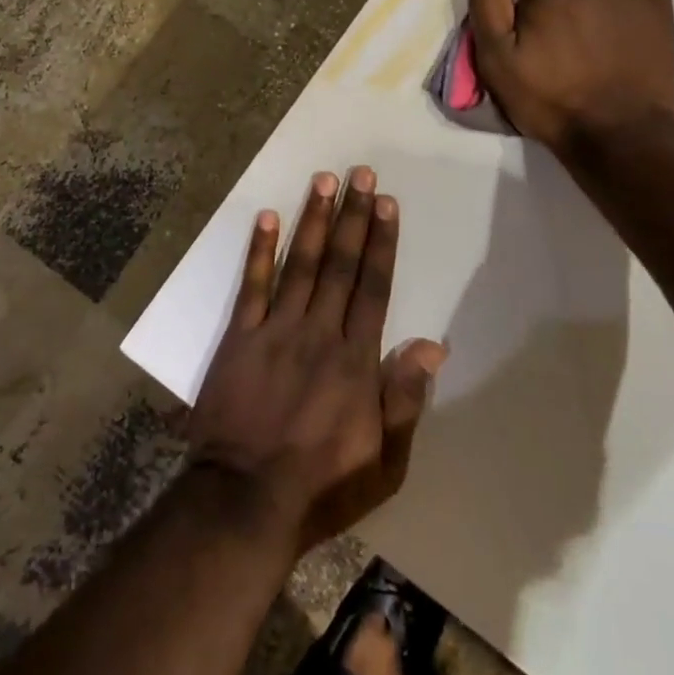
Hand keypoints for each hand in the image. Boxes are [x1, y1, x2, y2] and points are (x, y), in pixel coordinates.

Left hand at [188, 168, 447, 549]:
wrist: (244, 502)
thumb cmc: (322, 486)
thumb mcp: (384, 461)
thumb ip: (405, 398)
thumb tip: (433, 344)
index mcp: (356, 359)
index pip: (374, 287)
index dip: (382, 242)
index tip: (387, 203)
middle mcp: (319, 332)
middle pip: (341, 264)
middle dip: (353, 216)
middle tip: (361, 173)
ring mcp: (276, 330)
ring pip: (301, 264)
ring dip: (315, 220)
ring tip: (324, 180)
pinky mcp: (240, 337)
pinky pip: (251, 286)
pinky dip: (259, 250)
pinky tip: (267, 217)